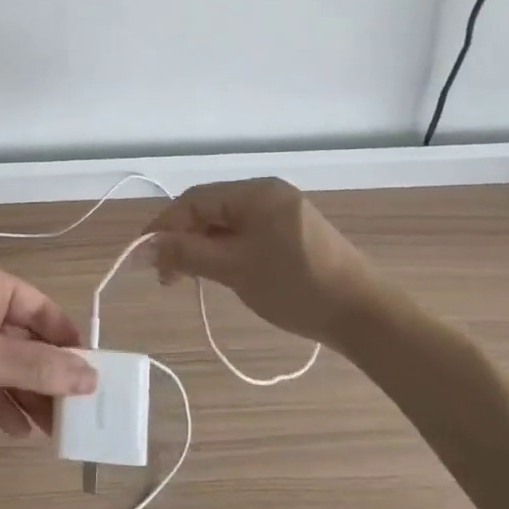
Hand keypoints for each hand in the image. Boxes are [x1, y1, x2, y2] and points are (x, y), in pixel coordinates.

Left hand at [0, 261, 97, 435]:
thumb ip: (38, 367)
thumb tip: (91, 376)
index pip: (41, 309)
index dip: (67, 341)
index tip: (91, 374)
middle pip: (24, 339)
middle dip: (47, 375)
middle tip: (75, 412)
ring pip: (3, 362)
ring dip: (26, 393)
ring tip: (54, 430)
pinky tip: (18, 429)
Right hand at [146, 178, 381, 349]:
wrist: (366, 316)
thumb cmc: (296, 287)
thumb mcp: (234, 269)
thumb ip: (186, 254)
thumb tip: (142, 247)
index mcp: (255, 192)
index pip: (194, 200)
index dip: (163, 226)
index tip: (141, 257)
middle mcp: (268, 194)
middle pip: (209, 210)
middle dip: (181, 239)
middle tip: (164, 275)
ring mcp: (283, 213)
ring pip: (227, 224)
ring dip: (201, 248)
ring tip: (185, 278)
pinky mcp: (294, 235)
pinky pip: (246, 234)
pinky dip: (225, 251)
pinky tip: (218, 273)